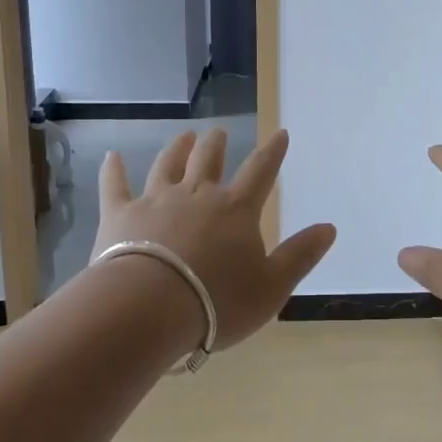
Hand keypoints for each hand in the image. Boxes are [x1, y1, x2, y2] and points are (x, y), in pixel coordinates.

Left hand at [94, 128, 336, 349]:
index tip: (280, 133)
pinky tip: (112, 156)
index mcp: (236, 209)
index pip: (261, 171)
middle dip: (216, 143)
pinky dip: (113, 170)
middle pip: (209, 158)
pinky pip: (115, 185)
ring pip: (168, 164)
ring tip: (185, 135)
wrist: (148, 309)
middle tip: (219, 132)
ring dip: (177, 148)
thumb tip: (330, 227)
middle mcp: (197, 194)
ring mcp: (156, 200)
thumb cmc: (217, 302)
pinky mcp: (120, 215)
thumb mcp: (272, 286)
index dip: (273, 152)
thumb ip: (300, 255)